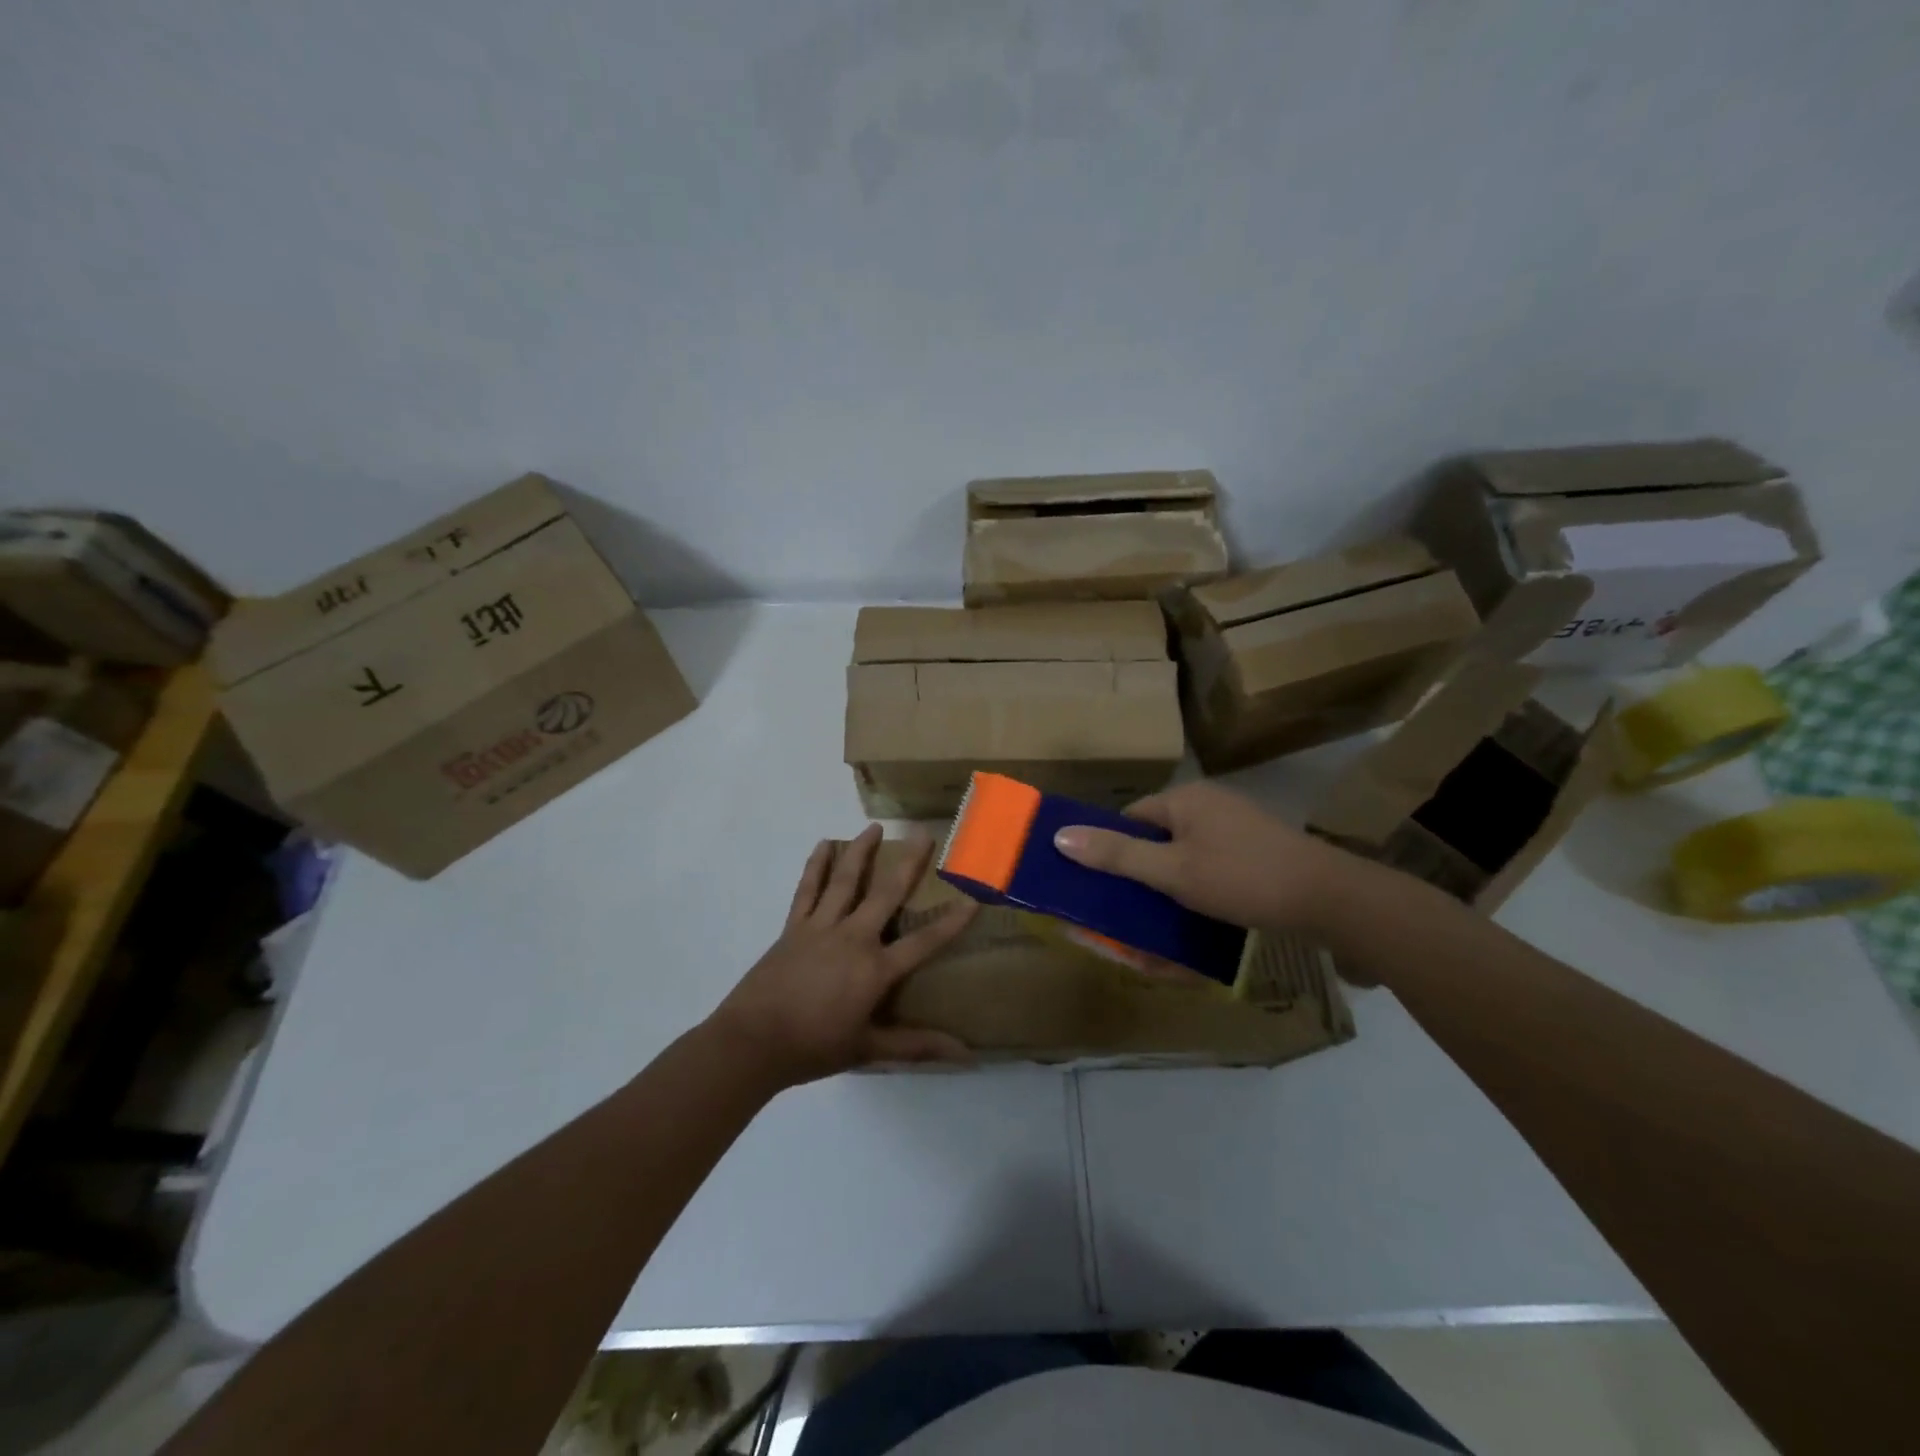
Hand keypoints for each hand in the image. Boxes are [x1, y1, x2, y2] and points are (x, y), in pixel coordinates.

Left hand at [708, 824, 978, 1088]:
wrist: (752, 1042)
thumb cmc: (814, 1047)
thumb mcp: (868, 1049)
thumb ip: (916, 1046)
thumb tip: (966, 1055)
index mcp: (875, 969)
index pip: (924, 942)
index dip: (951, 921)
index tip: (974, 897)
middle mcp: (853, 938)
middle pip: (886, 894)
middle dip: (908, 863)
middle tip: (922, 834)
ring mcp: (821, 928)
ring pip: (845, 881)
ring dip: (860, 852)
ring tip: (872, 827)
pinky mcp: (794, 927)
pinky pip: (808, 890)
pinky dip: (816, 866)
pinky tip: (824, 845)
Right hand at [1051, 781, 1355, 932]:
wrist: (1330, 899)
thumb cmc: (1242, 877)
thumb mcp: (1172, 871)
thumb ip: (1117, 855)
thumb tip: (1060, 836)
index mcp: (1185, 799)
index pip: (1131, 817)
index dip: (1112, 849)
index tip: (1102, 885)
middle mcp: (1209, 805)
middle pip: (1157, 837)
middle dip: (1141, 873)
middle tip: (1129, 911)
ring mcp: (1237, 827)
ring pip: (1185, 856)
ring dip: (1169, 886)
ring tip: (1160, 922)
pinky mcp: (1257, 851)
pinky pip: (1213, 867)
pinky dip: (1199, 889)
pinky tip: (1200, 917)